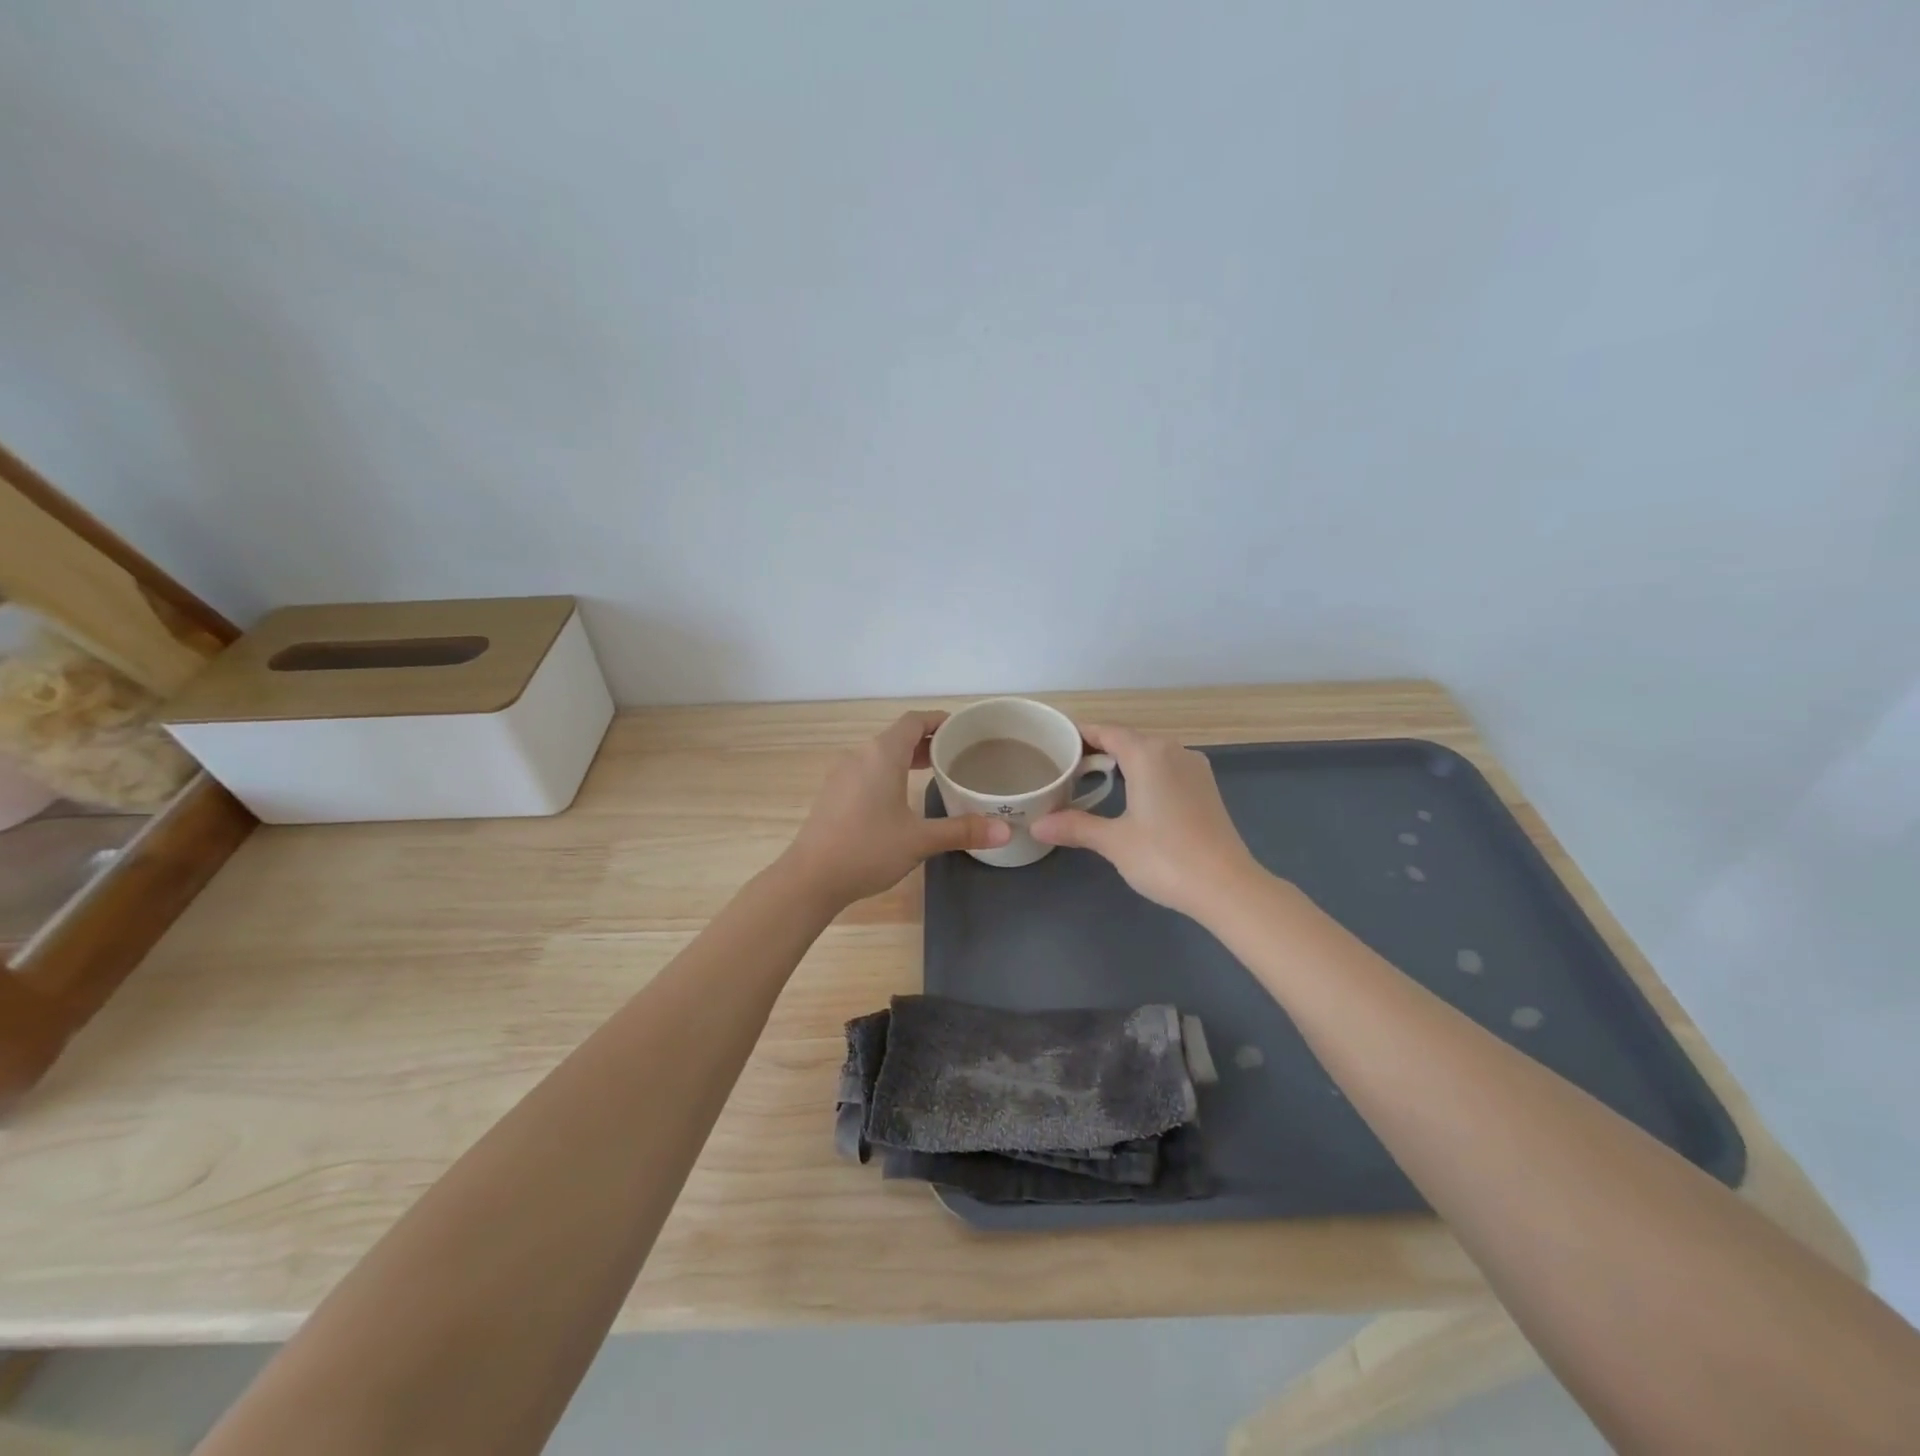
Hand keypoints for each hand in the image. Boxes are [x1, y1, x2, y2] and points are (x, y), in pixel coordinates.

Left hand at [783, 710, 1011, 906]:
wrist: (810, 878)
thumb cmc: (867, 850)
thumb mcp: (919, 840)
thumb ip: (962, 831)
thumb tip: (1006, 831)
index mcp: (881, 755)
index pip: (914, 721)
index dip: (939, 720)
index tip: (963, 729)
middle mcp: (860, 755)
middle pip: (897, 736)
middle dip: (927, 741)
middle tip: (957, 754)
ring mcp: (842, 774)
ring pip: (880, 754)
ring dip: (907, 757)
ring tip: (935, 772)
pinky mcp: (833, 793)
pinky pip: (867, 770)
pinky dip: (889, 772)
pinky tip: (901, 796)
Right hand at [1032, 723, 1262, 920]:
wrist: (1227, 886)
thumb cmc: (1165, 856)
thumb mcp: (1114, 841)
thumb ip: (1075, 827)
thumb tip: (1037, 825)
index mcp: (1148, 754)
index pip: (1106, 732)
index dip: (1080, 735)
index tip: (1056, 743)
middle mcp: (1173, 751)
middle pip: (1128, 740)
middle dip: (1098, 750)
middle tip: (1066, 767)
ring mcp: (1194, 769)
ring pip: (1150, 755)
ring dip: (1123, 763)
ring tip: (1092, 780)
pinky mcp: (1206, 788)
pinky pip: (1167, 769)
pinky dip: (1145, 775)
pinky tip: (1131, 796)